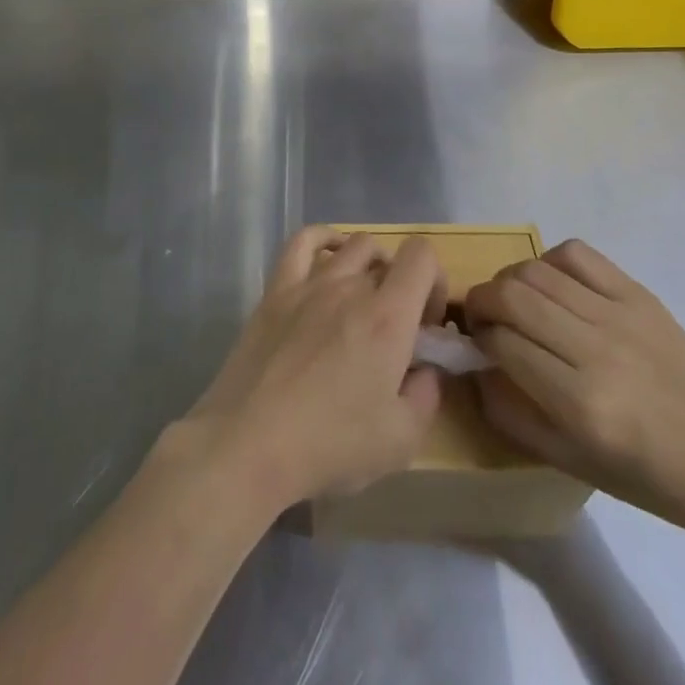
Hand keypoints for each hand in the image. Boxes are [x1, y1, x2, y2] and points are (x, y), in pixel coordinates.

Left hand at [180, 227, 447, 512]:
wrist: (249, 443)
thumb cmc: (330, 444)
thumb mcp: (401, 440)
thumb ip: (426, 395)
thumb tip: (426, 370)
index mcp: (388, 317)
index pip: (422, 256)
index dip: (434, 281)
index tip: (426, 324)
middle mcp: (351, 286)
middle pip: (388, 258)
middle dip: (402, 286)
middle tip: (394, 328)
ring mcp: (309, 283)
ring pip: (352, 245)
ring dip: (370, 265)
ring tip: (364, 299)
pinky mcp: (276, 290)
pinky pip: (302, 242)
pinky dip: (323, 239)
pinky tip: (329, 258)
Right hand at [464, 240, 684, 537]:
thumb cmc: (642, 474)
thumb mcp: (567, 461)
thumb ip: (509, 414)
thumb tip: (472, 367)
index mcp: (581, 404)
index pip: (503, 344)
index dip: (478, 338)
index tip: (475, 343)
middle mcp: (597, 351)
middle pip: (513, 297)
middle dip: (481, 300)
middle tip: (480, 315)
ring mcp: (620, 316)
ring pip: (538, 271)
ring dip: (508, 280)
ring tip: (510, 297)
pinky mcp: (638, 294)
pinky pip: (577, 254)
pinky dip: (549, 261)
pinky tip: (549, 283)